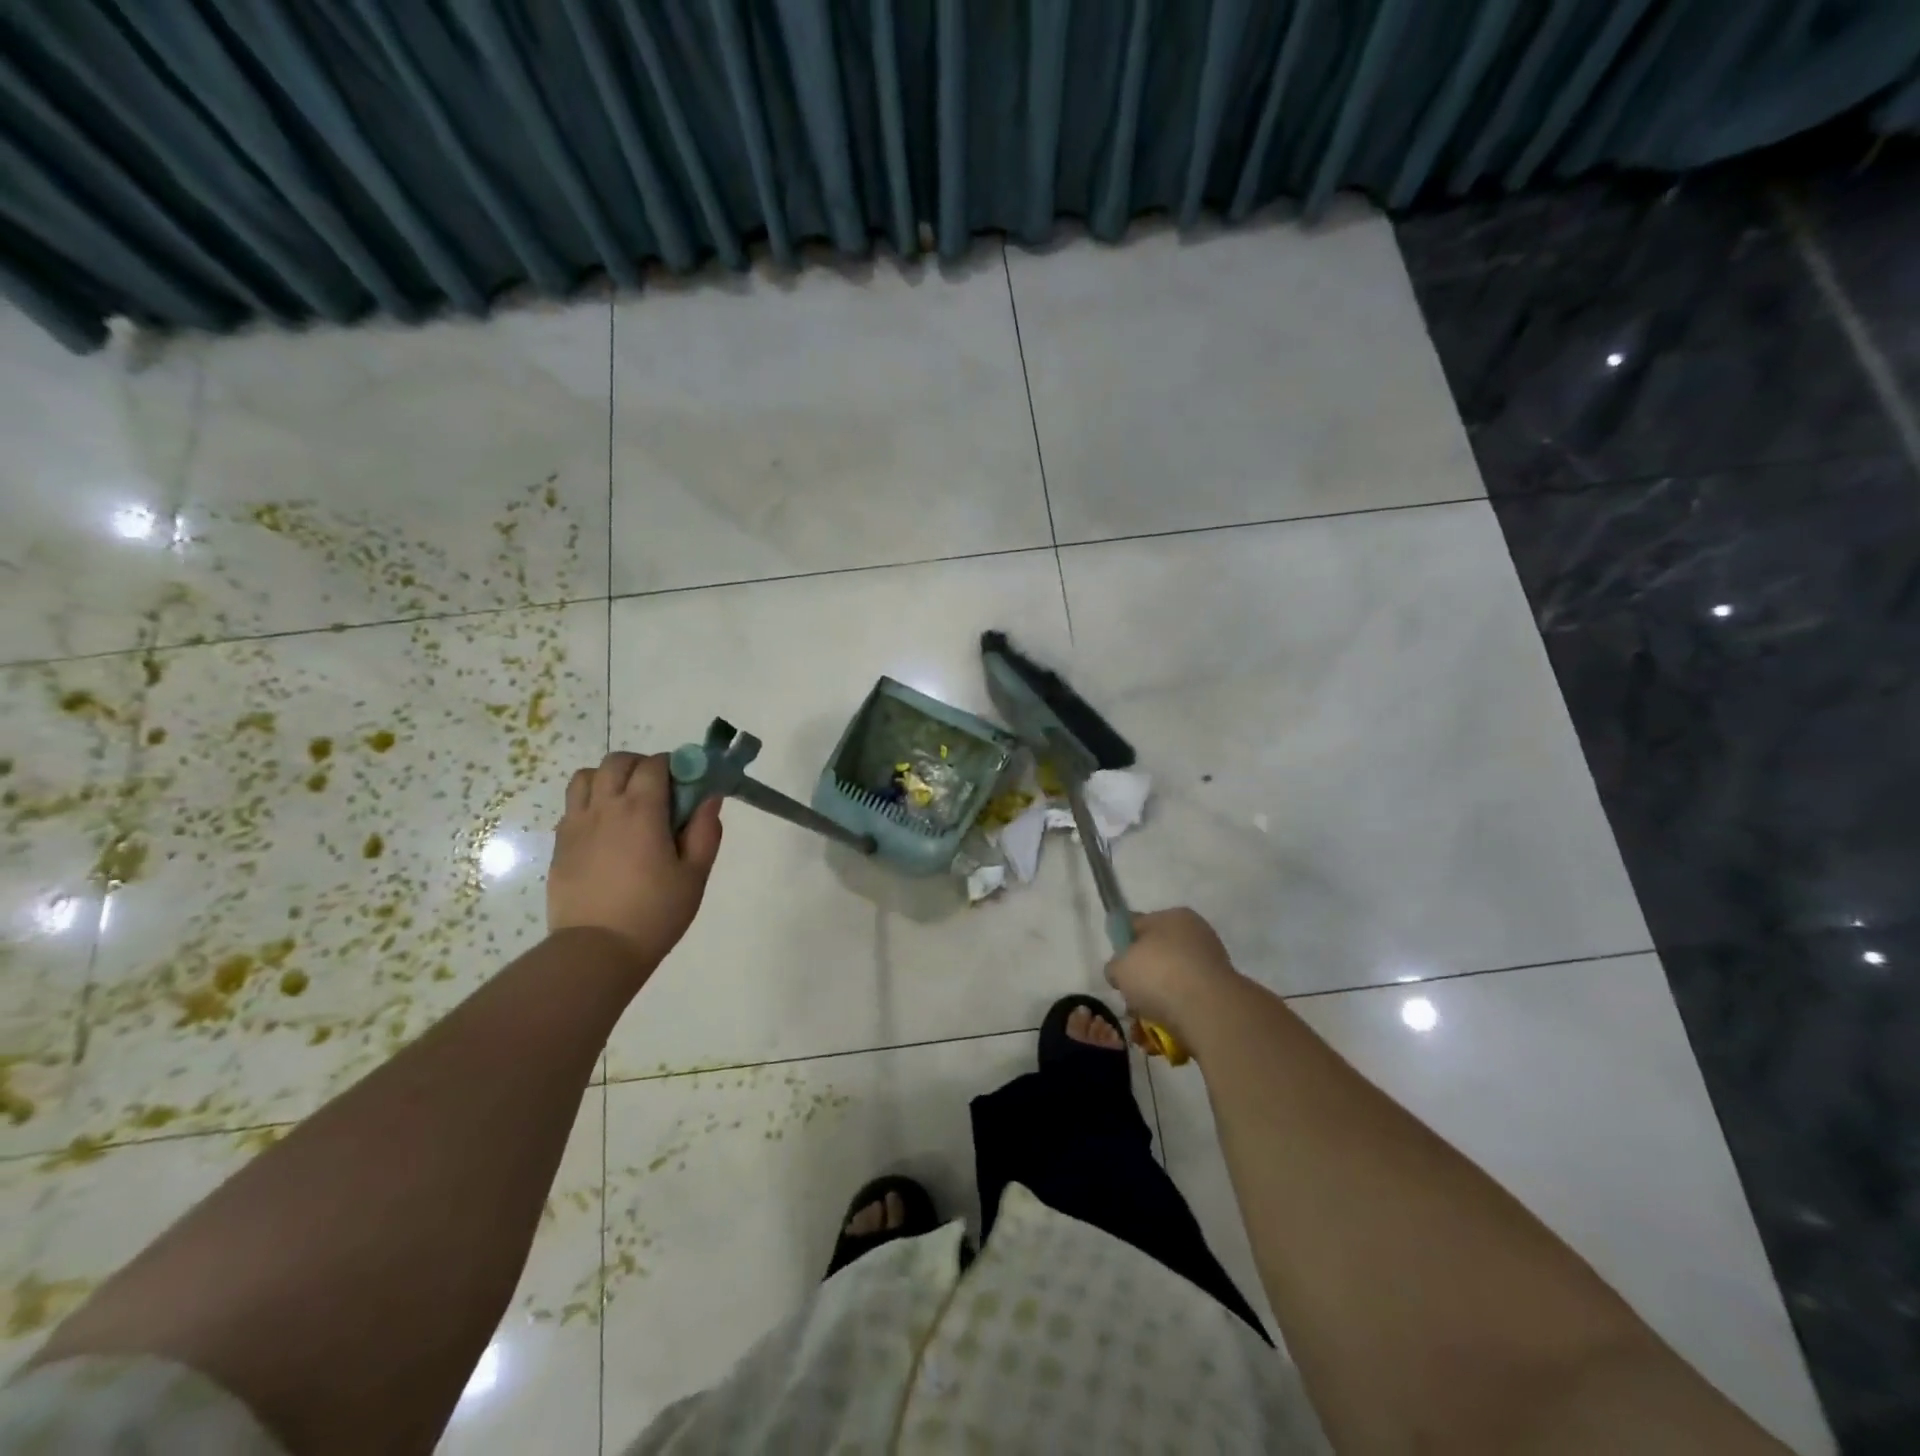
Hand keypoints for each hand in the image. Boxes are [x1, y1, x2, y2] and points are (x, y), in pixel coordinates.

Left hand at [547, 753, 723, 969]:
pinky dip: (590, 804)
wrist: (597, 951)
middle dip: (641, 765)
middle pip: (616, 762)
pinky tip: (606, 831)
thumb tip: (709, 798)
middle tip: (659, 790)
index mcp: (641, 810)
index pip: (655, 764)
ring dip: (608, 778)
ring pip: (586, 777)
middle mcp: (604, 808)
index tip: (687, 783)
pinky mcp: (560, 845)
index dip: (674, 765)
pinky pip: (572, 806)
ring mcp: (576, 825)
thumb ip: (705, 831)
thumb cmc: (655, 912)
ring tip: (627, 803)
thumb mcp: (695, 875)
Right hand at [1106, 908, 1241, 1056]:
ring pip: (1171, 986)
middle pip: (1156, 959)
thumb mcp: (1120, 966)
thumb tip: (1121, 972)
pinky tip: (1160, 1035)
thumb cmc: (1159, 975)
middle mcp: (1196, 936)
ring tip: (1142, 1027)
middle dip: (1141, 983)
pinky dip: (1173, 1020)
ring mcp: (1211, 967)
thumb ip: (1115, 966)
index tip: (1117, 970)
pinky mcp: (1221, 997)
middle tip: (1129, 1001)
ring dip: (1154, 1006)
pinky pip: (1187, 1006)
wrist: (1209, 1012)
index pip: (1139, 925)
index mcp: (1173, 917)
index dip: (1123, 946)